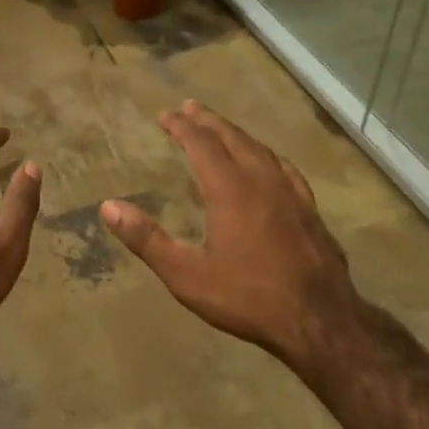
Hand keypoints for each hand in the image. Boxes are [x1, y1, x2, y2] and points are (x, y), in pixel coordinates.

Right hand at [100, 101, 360, 369]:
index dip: (182, 127)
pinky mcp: (310, 209)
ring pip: (260, 149)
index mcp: (229, 189)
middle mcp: (261, 180)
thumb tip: (109, 206)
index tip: (166, 115)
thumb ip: (147, 239)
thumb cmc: (248, 297)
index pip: (201, 144)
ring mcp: (291, 192)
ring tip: (222, 128)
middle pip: (232, 138)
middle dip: (208, 121)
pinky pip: (284, 167)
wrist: (320, 320)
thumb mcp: (186, 275)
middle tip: (190, 107)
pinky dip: (266, 154)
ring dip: (236, 133)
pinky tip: (268, 162)